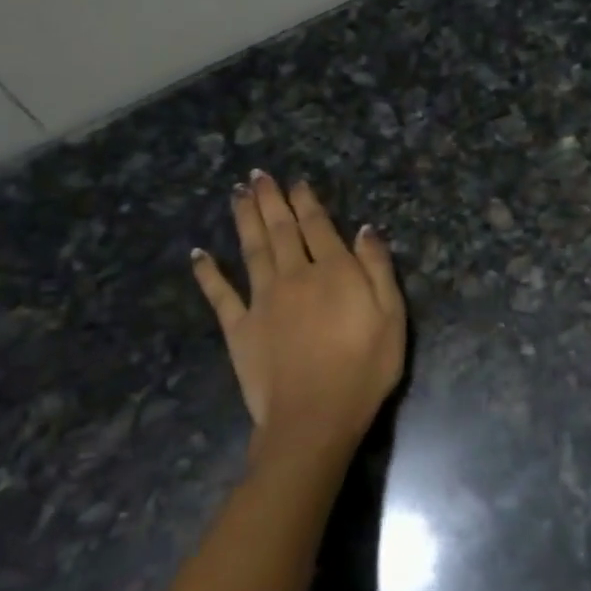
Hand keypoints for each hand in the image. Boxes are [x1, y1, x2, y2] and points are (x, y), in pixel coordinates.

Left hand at [191, 173, 405, 479]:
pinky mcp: (239, 327)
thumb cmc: (364, 367)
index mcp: (334, 271)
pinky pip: (220, 294)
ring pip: (252, 249)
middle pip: (281, 230)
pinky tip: (198, 254)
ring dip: (244, 219)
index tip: (296, 182)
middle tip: (258, 175)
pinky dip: (208, 273)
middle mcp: (294, 275)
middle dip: (270, 200)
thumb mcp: (392, 316)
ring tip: (237, 195)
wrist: (315, 415)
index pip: (318, 226)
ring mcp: (262, 300)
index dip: (306, 202)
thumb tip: (365, 230)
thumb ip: (377, 269)